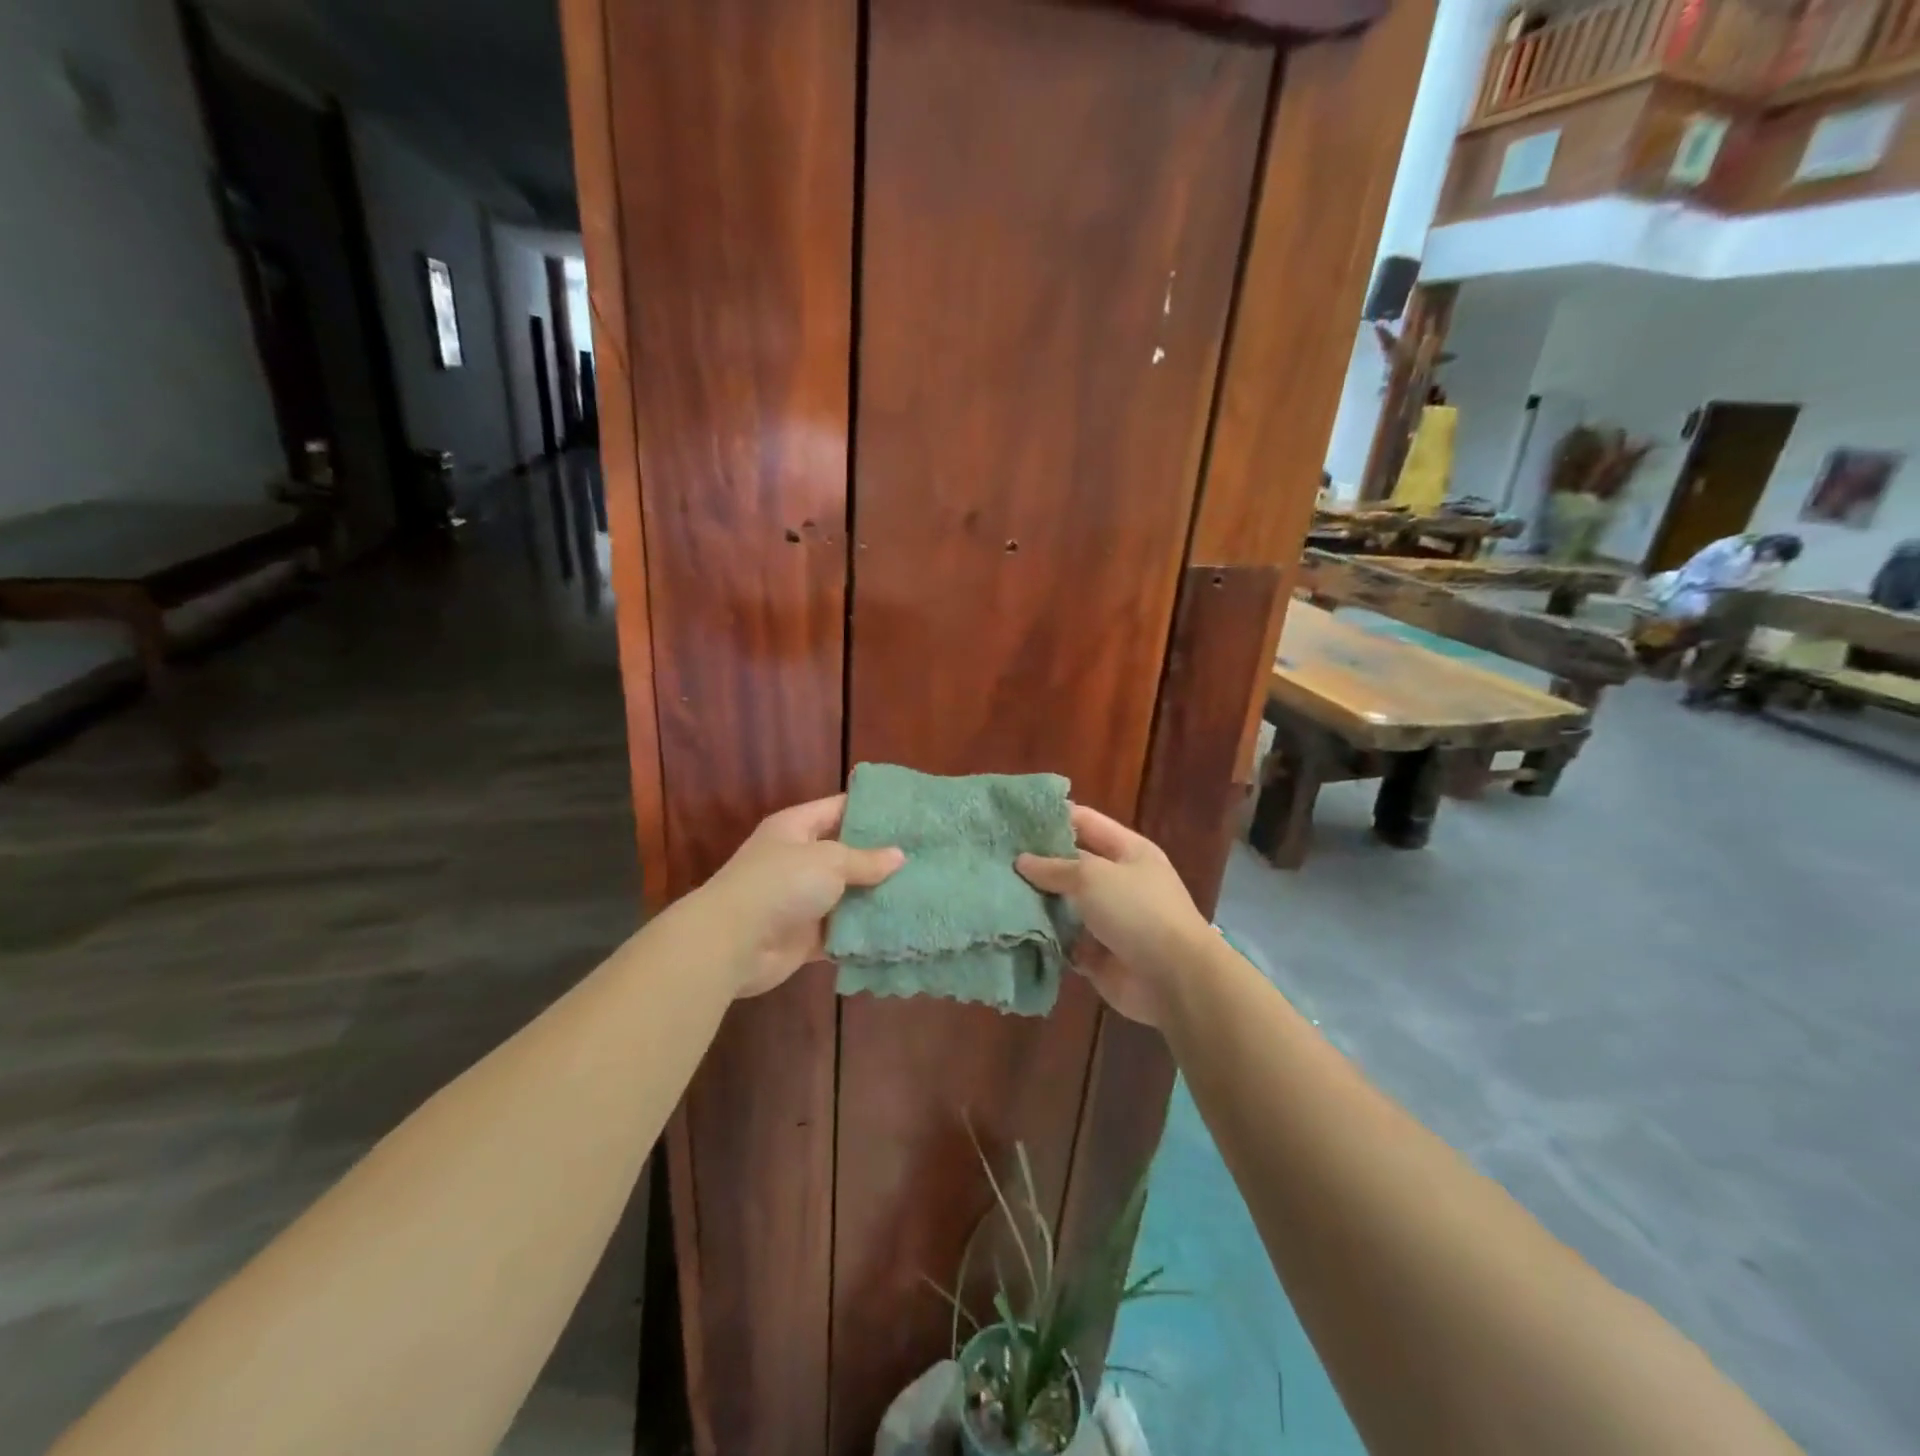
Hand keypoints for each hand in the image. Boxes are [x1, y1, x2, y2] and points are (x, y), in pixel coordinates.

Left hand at [694, 795, 904, 997]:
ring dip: (876, 897)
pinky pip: (842, 931)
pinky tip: (899, 929)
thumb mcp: (829, 860)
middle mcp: (798, 860)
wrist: (732, 943)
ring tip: (922, 892)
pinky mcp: (806, 937)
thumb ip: (865, 859)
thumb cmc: (780, 884)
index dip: (872, 809)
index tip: (909, 813)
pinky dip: (864, 933)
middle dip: (881, 857)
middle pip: (846, 854)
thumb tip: (899, 856)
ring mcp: (801, 900)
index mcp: (796, 828)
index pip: (839, 808)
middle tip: (925, 855)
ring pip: (847, 895)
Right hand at [1016, 805, 1211, 1028]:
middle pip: (1071, 864)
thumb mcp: (1093, 877)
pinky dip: (1044, 937)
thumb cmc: (1138, 912)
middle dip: (1037, 862)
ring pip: (1063, 903)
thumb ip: (1055, 867)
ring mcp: (1108, 919)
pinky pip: (1063, 939)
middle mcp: (1118, 881)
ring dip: (1036, 901)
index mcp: (1127, 851)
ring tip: (994, 890)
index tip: (1013, 817)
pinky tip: (1010, 928)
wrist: (1174, 980)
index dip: (1052, 817)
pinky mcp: (1096, 953)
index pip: (1085, 822)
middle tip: (993, 856)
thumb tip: (1022, 861)